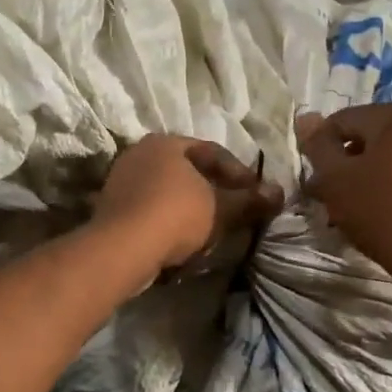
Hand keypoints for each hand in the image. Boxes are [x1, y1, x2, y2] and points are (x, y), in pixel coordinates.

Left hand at [95, 134, 284, 273]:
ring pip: (168, 192)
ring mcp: (121, 180)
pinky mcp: (111, 209)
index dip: (240, 173)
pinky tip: (182, 241)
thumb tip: (279, 193)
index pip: (212, 151)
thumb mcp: (221, 208)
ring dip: (192, 209)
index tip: (256, 194)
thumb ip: (250, 200)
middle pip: (188, 171)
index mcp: (166, 142)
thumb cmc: (176, 215)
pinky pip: (150, 210)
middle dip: (214, 191)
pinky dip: (169, 222)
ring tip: (212, 230)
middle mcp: (140, 153)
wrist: (123, 248)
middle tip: (235, 211)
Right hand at [296, 104, 391, 286]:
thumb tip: (307, 119)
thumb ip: (318, 147)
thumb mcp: (336, 181)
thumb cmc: (382, 213)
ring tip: (372, 211)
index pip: (343, 121)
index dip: (323, 150)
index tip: (320, 181)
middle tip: (342, 199)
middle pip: (376, 139)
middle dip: (354, 165)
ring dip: (381, 177)